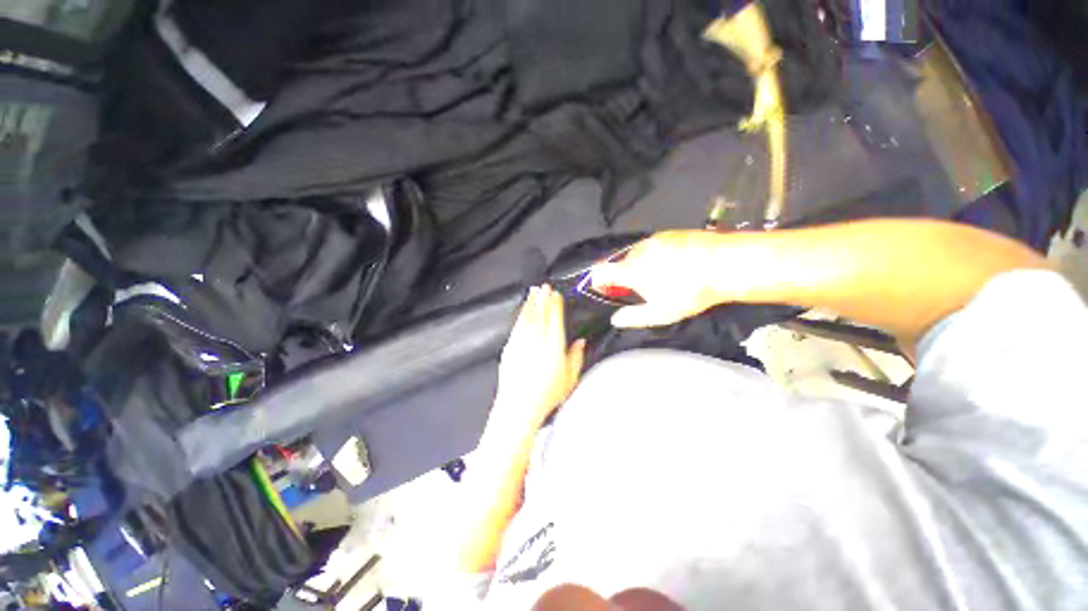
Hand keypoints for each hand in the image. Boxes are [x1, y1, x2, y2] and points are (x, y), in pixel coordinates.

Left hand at [489, 285, 585, 439]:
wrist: (519, 407)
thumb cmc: (546, 395)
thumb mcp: (570, 379)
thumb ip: (576, 357)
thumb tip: (580, 342)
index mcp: (553, 348)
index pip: (555, 320)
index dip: (555, 305)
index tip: (556, 295)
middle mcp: (537, 342)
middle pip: (540, 314)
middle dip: (542, 298)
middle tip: (544, 286)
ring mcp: (521, 344)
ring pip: (527, 318)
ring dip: (530, 304)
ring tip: (533, 292)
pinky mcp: (510, 348)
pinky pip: (516, 327)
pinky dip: (521, 316)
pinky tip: (523, 311)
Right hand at [592, 230, 728, 327]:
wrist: (725, 264)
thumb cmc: (689, 292)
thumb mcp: (660, 313)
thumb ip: (633, 317)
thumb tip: (615, 319)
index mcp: (630, 270)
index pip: (600, 271)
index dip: (598, 281)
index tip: (610, 291)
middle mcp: (638, 251)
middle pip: (620, 264)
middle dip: (625, 277)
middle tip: (644, 290)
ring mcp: (654, 239)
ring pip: (637, 255)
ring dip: (641, 266)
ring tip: (664, 278)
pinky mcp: (670, 233)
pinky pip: (653, 246)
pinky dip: (656, 256)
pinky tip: (676, 265)